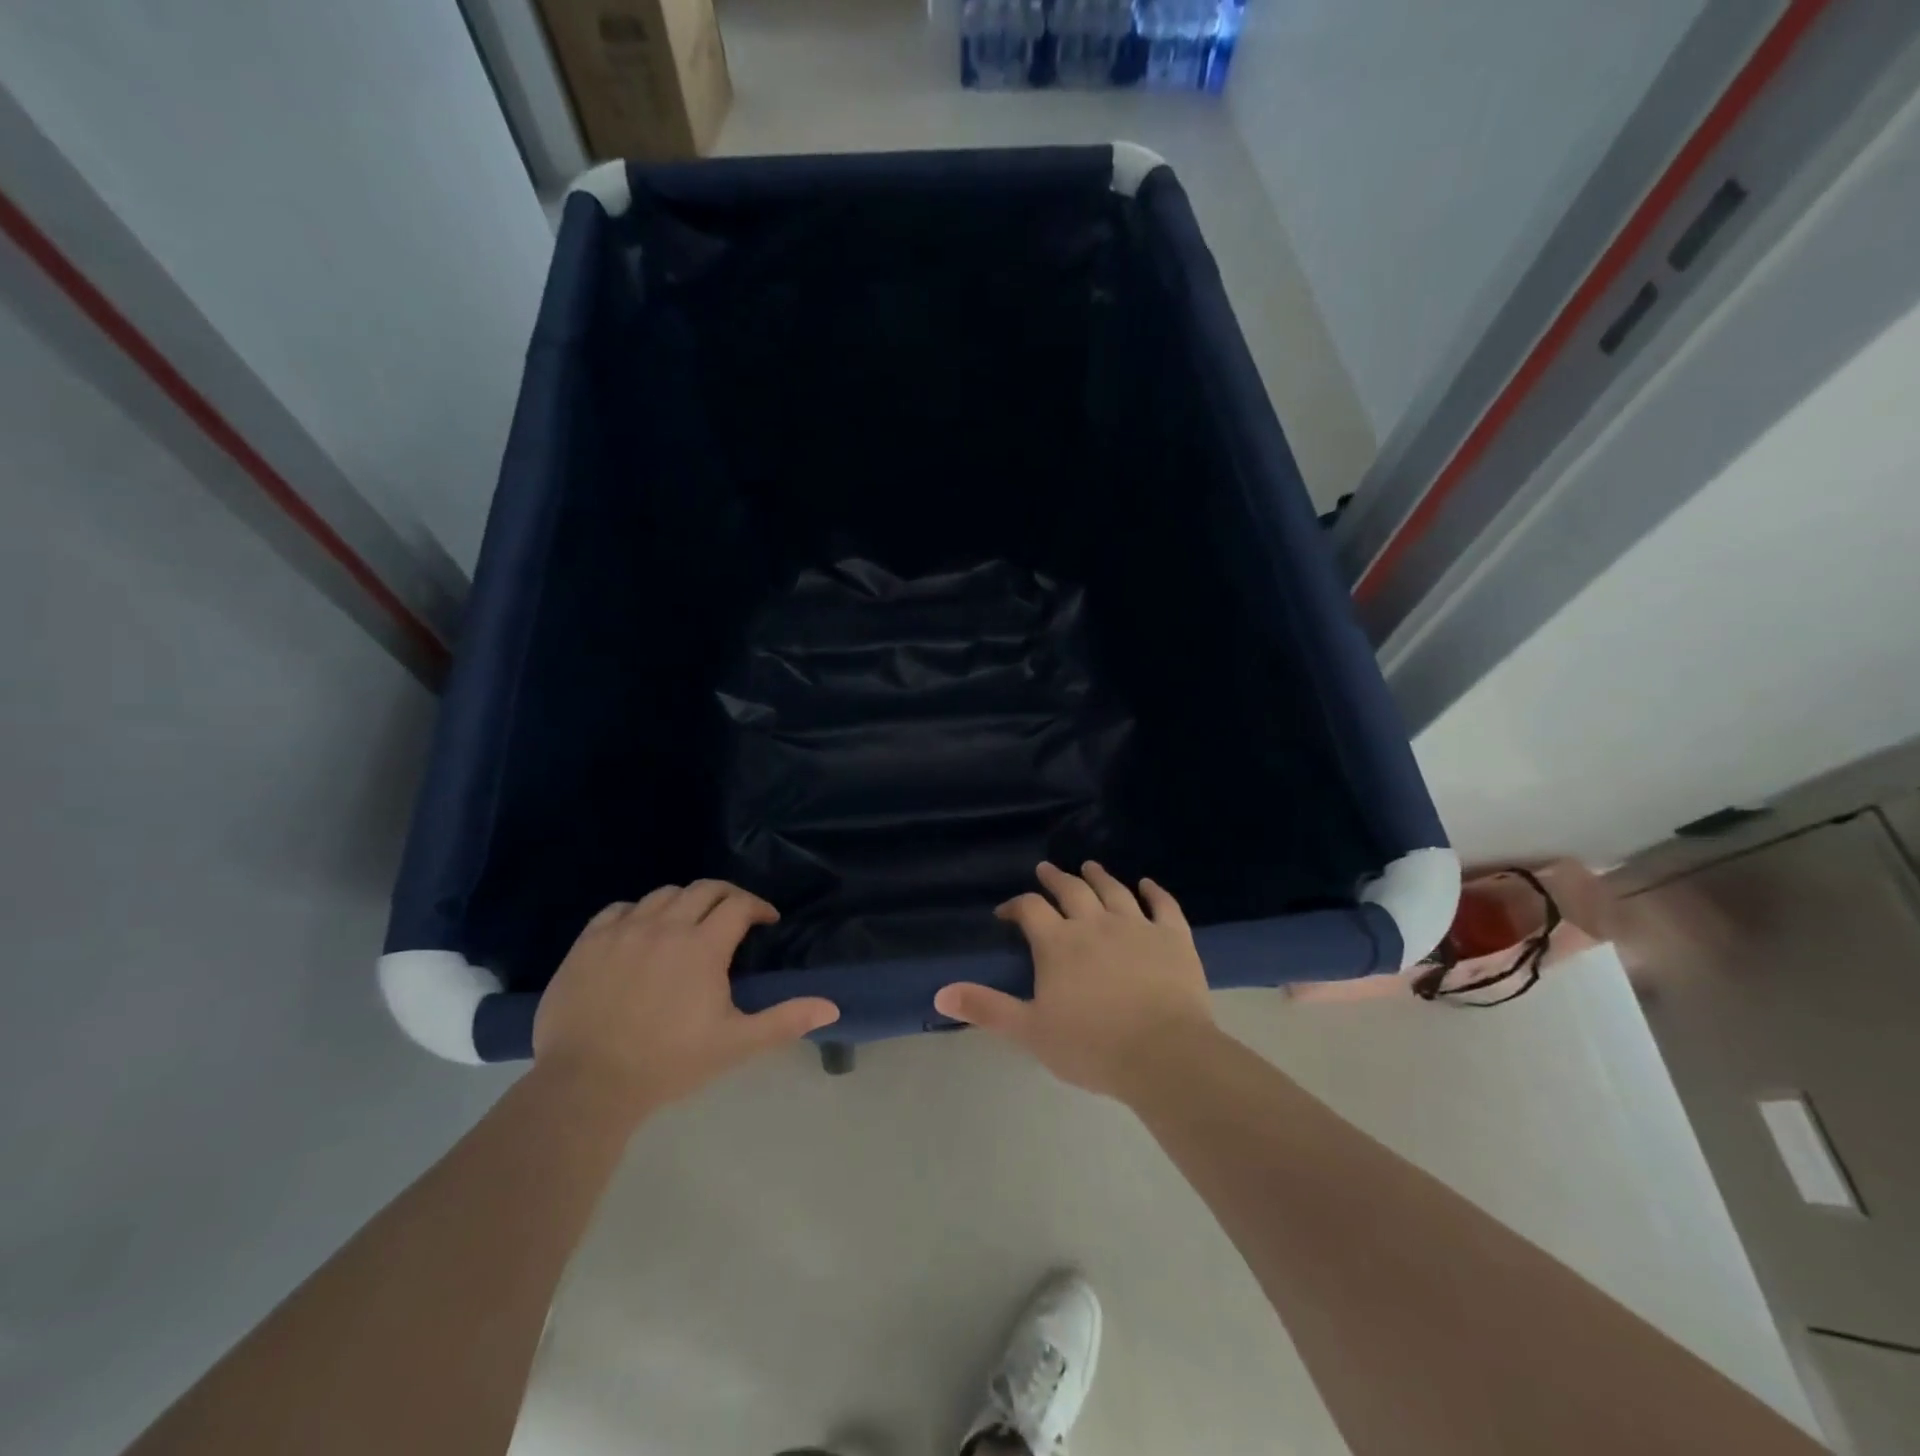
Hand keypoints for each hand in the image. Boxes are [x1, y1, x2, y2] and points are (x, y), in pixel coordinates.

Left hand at [533, 881, 838, 1115]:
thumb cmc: (669, 1063)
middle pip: (704, 889)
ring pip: (663, 894)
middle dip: (727, 897)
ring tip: (689, 924)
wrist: (586, 1085)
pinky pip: (619, 909)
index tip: (767, 921)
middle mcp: (665, 926)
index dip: (758, 907)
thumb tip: (832, 1008)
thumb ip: (785, 1020)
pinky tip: (641, 933)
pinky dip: (639, 912)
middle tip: (735, 918)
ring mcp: (623, 931)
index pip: (738, 904)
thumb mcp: (735, 1044)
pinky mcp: (588, 943)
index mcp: (702, 946)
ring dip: (685, 902)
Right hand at [934, 862, 1216, 1100]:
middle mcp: (1095, 923)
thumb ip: (986, 1008)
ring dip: (1099, 876)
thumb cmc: (1091, 1045)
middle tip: (1046, 869)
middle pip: (1071, 890)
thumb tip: (939, 993)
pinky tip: (1148, 884)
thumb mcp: (1030, 1031)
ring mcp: (1137, 926)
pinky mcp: (1173, 937)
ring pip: (1114, 890)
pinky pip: (1163, 905)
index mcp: (1058, 942)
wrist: (1163, 1054)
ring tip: (1089, 866)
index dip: (1015, 906)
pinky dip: (1154, 892)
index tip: (1006, 913)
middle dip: (1055, 879)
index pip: (1029, 910)